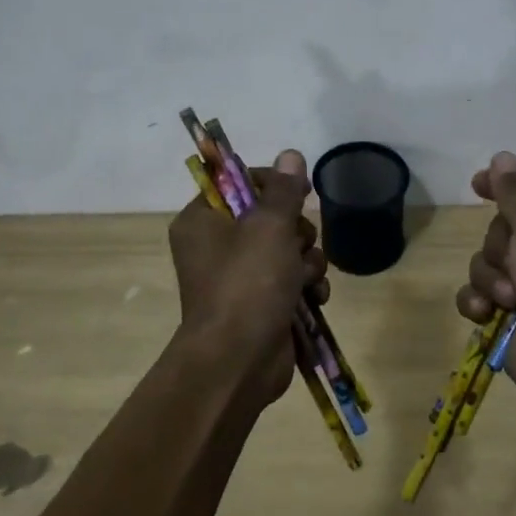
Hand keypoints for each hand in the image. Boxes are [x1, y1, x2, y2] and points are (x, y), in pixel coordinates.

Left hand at [168, 150, 329, 401]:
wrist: (239, 361)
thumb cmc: (247, 284)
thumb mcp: (268, 226)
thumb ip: (283, 189)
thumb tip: (291, 154)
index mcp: (203, 220)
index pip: (239, 183)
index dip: (272, 183)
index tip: (298, 191)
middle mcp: (217, 245)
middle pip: (271, 217)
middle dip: (296, 231)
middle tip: (296, 244)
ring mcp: (241, 277)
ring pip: (289, 249)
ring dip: (306, 261)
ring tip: (303, 279)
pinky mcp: (262, 303)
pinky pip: (293, 280)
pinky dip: (306, 287)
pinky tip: (312, 298)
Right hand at [455, 151, 515, 412]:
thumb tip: (502, 157)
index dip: (508, 188)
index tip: (478, 183)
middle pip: (506, 231)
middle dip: (501, 246)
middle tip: (514, 260)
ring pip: (488, 263)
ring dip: (491, 277)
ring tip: (510, 297)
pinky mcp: (511, 318)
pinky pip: (479, 296)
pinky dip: (479, 302)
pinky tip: (487, 312)